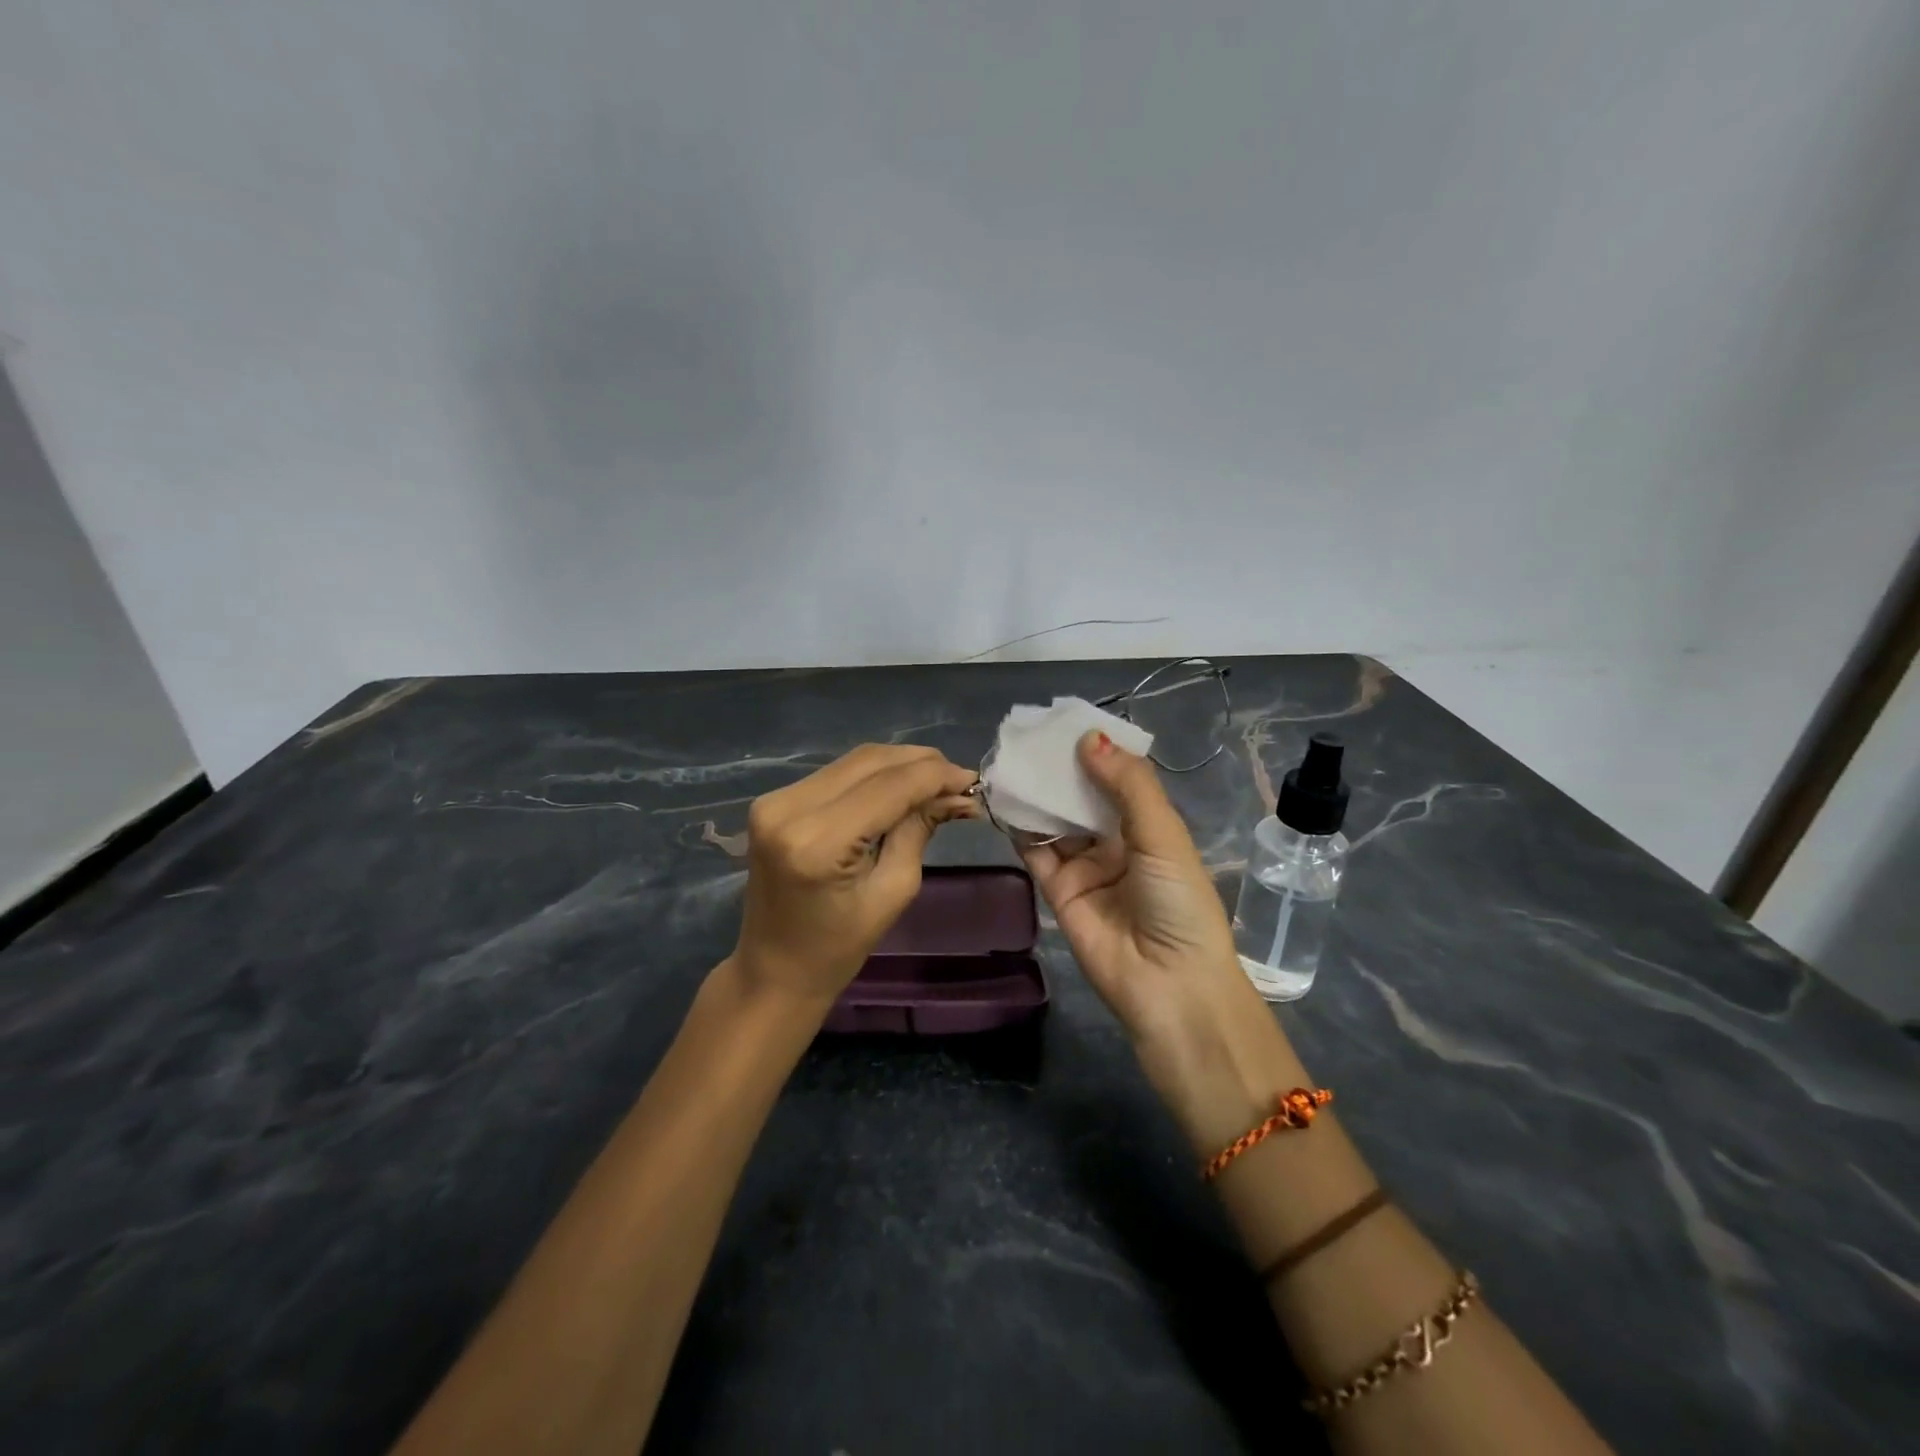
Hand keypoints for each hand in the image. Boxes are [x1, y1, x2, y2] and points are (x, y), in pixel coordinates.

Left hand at [732, 744, 976, 1007]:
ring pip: (854, 761)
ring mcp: (776, 800)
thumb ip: (919, 830)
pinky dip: (874, 775)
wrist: (773, 970)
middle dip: (922, 764)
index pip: (889, 787)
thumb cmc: (838, 948)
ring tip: (937, 782)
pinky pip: (836, 773)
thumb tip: (957, 793)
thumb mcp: (894, 891)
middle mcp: (789, 808)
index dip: (936, 776)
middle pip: (871, 762)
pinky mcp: (774, 800)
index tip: (974, 781)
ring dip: (900, 765)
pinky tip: (901, 787)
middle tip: (960, 781)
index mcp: (817, 842)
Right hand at [1021, 732, 1306, 1151]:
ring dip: (1037, 793)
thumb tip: (1089, 738)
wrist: (1168, 985)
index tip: (1065, 720)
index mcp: (1149, 828)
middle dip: (1060, 769)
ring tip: (1010, 757)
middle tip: (1028, 733)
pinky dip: (1020, 825)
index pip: (1117, 779)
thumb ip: (1127, 785)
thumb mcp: (1163, 835)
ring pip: (1055, 820)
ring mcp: (1084, 867)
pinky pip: (1035, 850)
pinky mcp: (1057, 890)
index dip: (1095, 752)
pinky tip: (1005, 796)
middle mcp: (1115, 843)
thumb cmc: (1178, 903)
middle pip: (1081, 797)